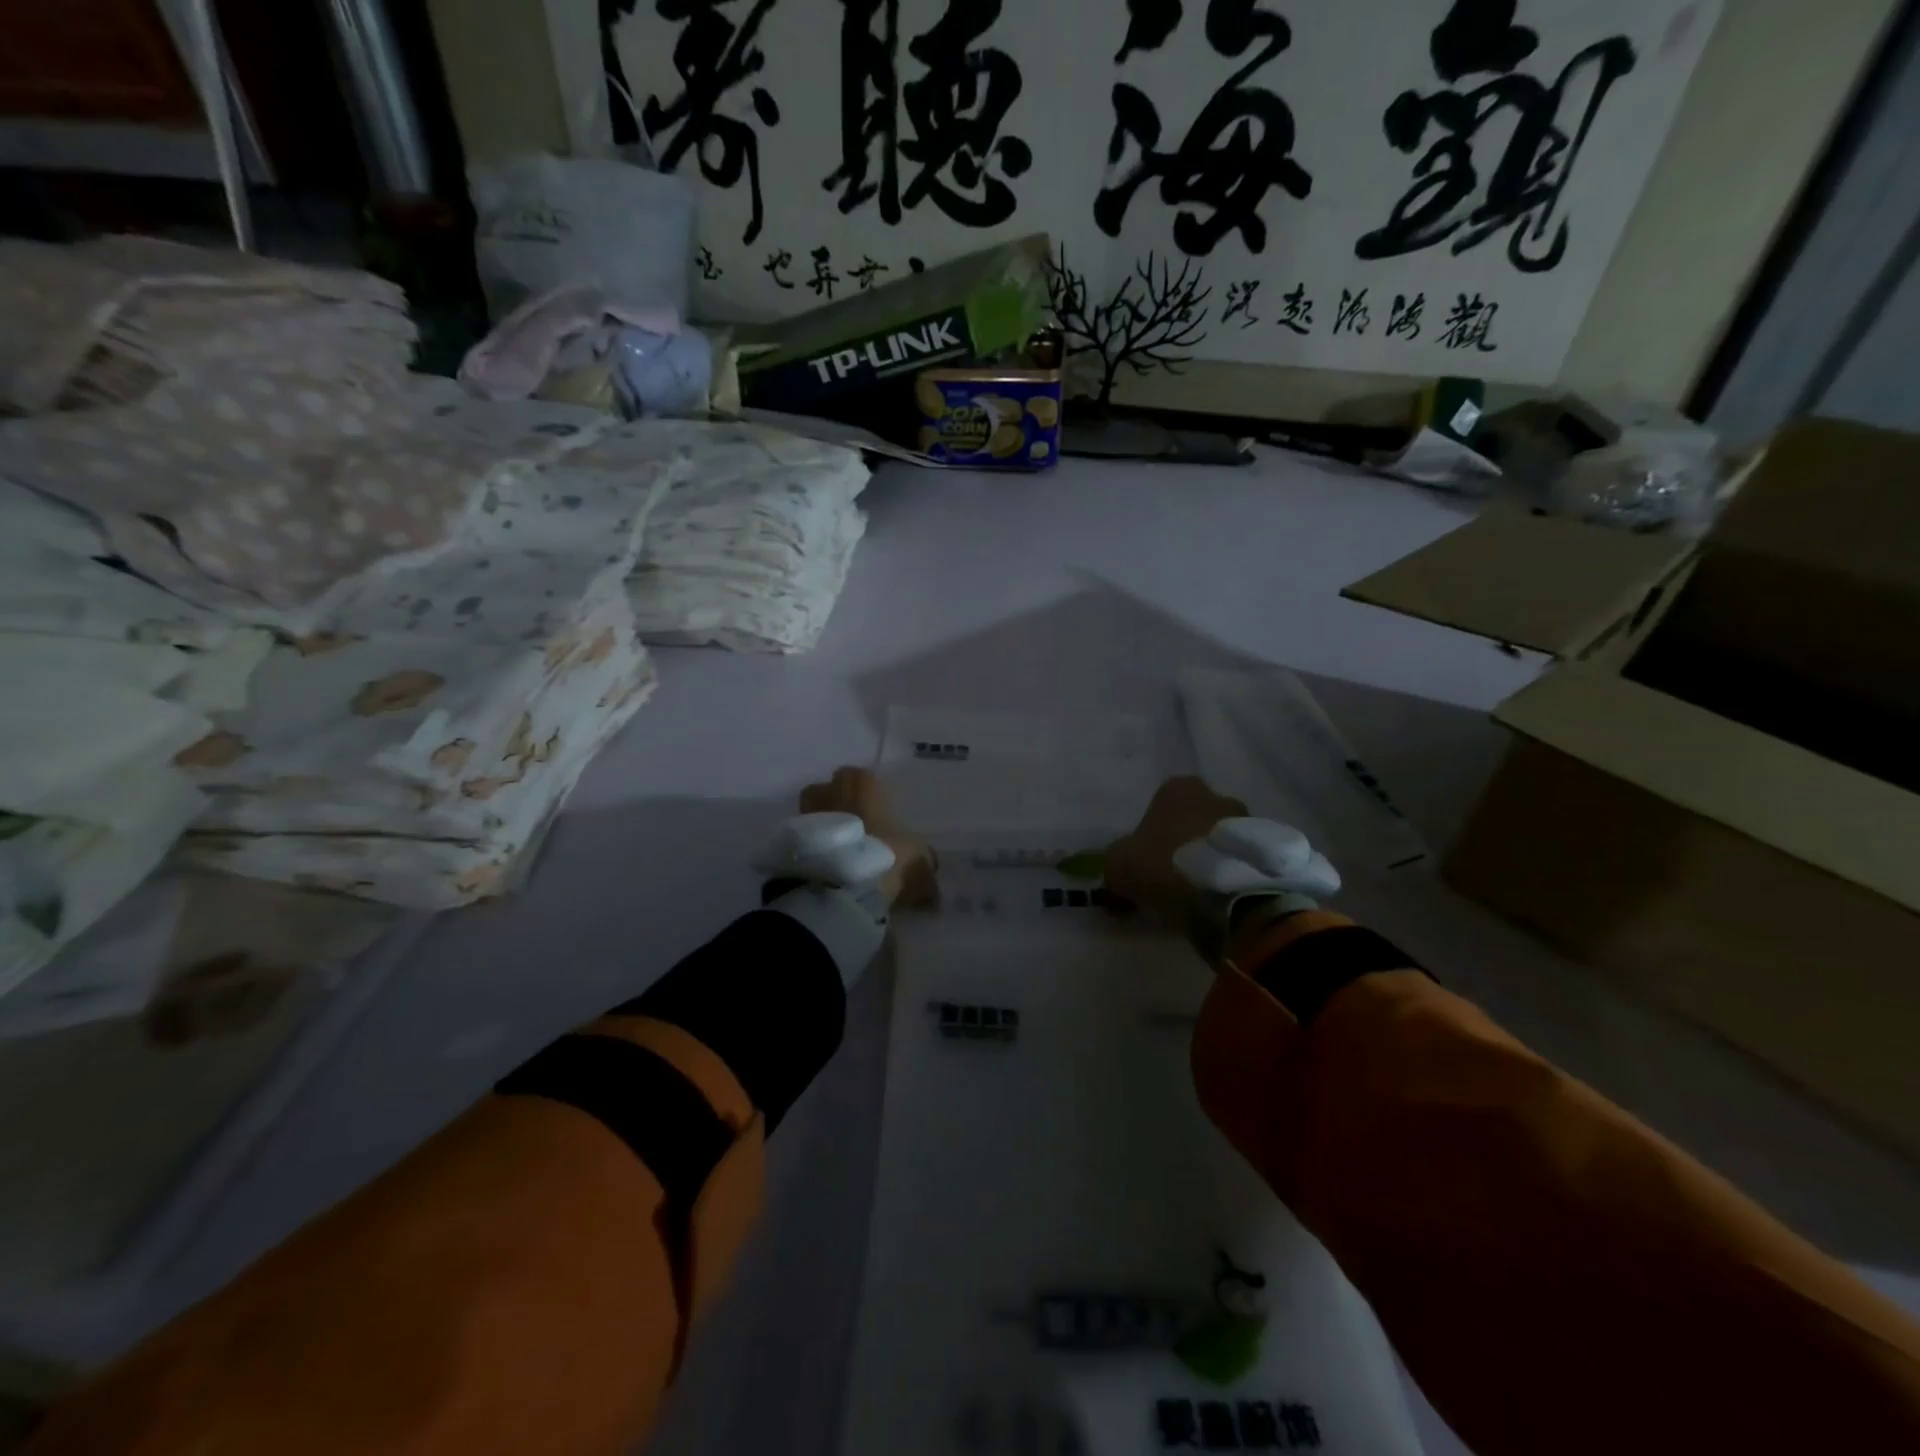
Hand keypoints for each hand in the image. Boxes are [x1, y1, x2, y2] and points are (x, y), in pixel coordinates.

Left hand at [799, 767, 935, 908]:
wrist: (838, 889)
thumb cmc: (885, 858)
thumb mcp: (920, 860)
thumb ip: (924, 863)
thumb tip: (930, 879)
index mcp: (861, 786)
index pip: (861, 776)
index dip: (869, 794)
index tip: (879, 815)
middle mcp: (829, 793)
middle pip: (828, 790)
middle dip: (839, 805)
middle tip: (856, 832)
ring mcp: (804, 818)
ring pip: (812, 815)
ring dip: (824, 829)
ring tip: (839, 853)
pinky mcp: (788, 846)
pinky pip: (803, 843)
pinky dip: (813, 853)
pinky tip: (827, 872)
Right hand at [1104, 776, 1248, 923]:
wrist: (1227, 895)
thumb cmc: (1164, 866)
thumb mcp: (1118, 866)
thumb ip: (1114, 867)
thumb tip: (1115, 882)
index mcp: (1178, 789)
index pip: (1158, 807)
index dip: (1149, 838)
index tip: (1145, 866)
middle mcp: (1216, 796)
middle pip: (1193, 822)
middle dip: (1183, 847)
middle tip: (1172, 881)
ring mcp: (1249, 821)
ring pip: (1220, 842)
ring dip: (1210, 862)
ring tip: (1201, 896)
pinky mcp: (1270, 850)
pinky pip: (1243, 862)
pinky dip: (1233, 876)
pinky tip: (1223, 901)